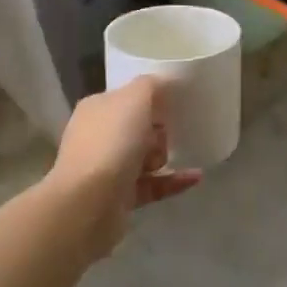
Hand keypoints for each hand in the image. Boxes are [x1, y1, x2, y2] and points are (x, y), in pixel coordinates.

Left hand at [48, 76, 201, 256]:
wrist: (90, 202)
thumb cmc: (112, 142)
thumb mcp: (135, 98)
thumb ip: (151, 85)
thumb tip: (161, 84)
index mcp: (96, 109)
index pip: (125, 98)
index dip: (149, 99)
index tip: (171, 104)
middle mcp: (98, 137)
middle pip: (138, 128)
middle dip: (158, 131)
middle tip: (165, 134)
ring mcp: (106, 169)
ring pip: (145, 157)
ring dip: (164, 155)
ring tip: (170, 157)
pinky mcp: (119, 198)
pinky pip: (153, 184)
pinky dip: (173, 181)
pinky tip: (196, 177)